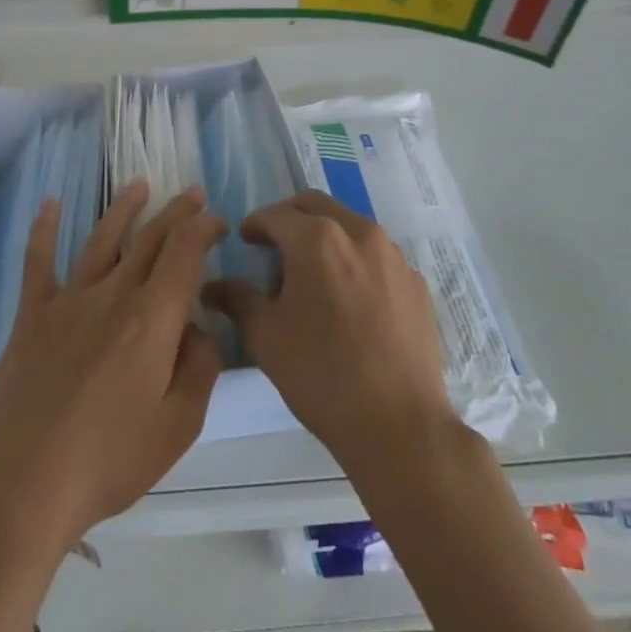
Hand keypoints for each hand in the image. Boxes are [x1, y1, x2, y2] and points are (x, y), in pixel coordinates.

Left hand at [0, 180, 223, 551]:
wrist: (25, 483)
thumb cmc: (110, 460)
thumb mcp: (179, 425)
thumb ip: (200, 367)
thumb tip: (198, 327)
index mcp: (151, 319)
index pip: (184, 254)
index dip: (204, 229)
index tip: (218, 220)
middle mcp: (112, 296)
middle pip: (149, 240)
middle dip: (176, 212)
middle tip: (193, 192)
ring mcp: (68, 302)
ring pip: (101, 241)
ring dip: (123, 210)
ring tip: (139, 185)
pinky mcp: (32, 316)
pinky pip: (38, 262)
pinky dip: (44, 230)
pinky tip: (50, 204)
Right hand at [204, 191, 456, 473]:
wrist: (398, 425)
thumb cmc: (321, 375)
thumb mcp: (266, 337)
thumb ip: (238, 299)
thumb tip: (214, 286)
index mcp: (317, 239)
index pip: (275, 215)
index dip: (255, 225)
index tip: (244, 240)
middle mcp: (358, 233)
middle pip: (316, 206)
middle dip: (290, 219)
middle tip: (274, 245)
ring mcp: (394, 256)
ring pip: (350, 227)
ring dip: (326, 237)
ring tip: (313, 275)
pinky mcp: (416, 283)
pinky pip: (378, 257)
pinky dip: (356, 262)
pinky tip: (350, 300)